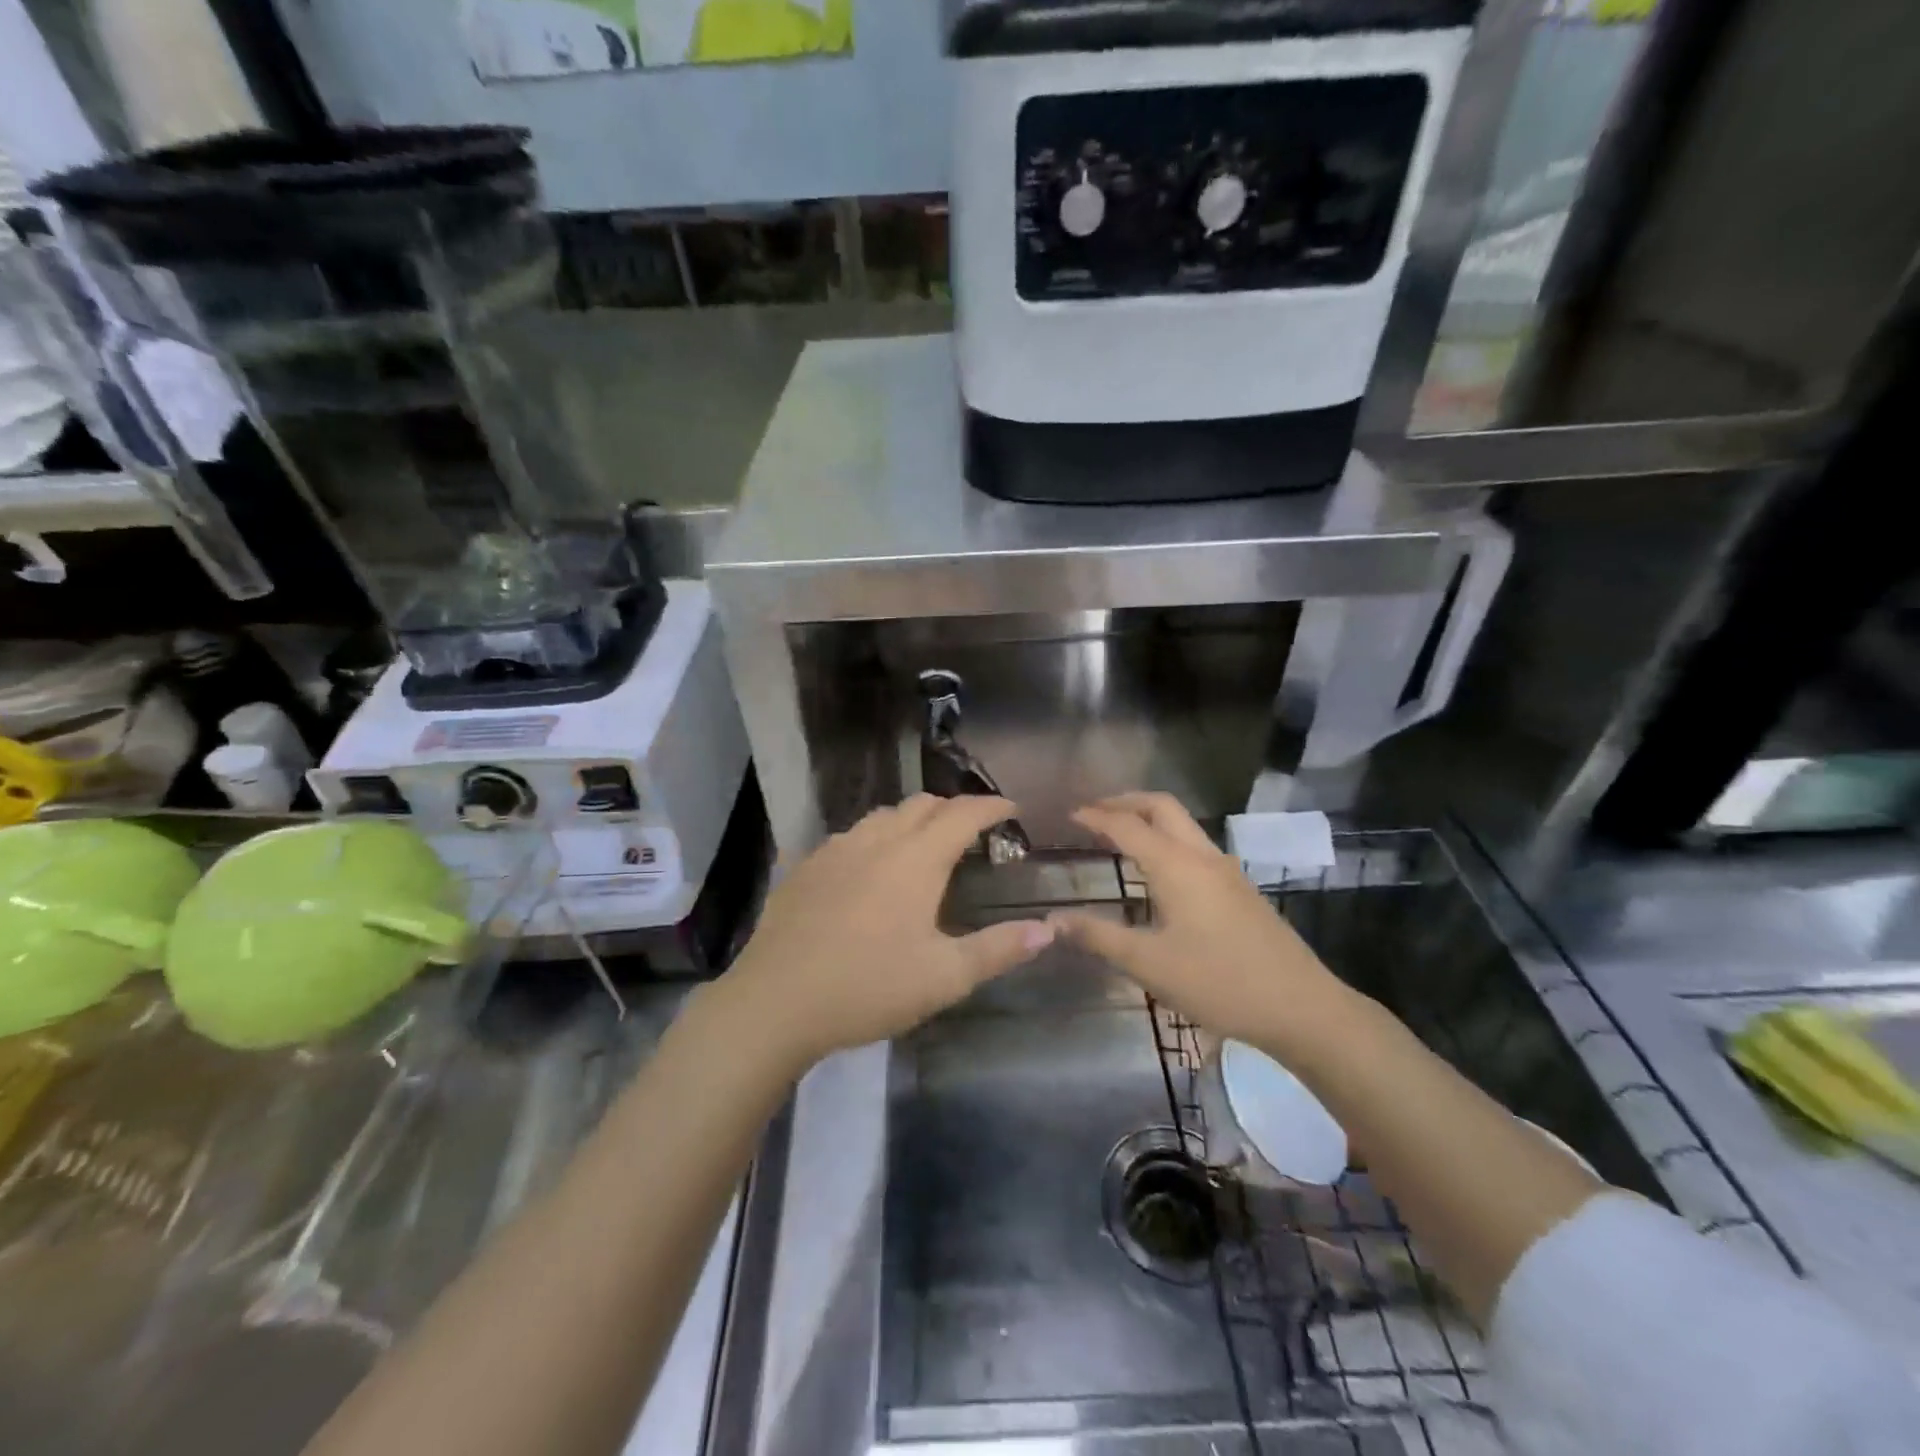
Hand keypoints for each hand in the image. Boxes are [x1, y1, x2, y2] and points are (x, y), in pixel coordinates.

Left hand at [711, 795, 1053, 1073]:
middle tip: (972, 831)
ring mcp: (835, 850)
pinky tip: (868, 869)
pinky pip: (849, 836)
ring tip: (922, 846)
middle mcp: (876, 841)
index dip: (991, 807)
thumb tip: (1048, 929)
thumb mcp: (944, 977)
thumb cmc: (868, 986)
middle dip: (953, 809)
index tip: (1011, 810)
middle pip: (921, 805)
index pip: (962, 814)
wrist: (775, 1001)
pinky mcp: (805, 867)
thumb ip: (998, 950)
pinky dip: (873, 839)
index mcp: (915, 860)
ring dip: (911, 820)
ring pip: (882, 816)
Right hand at [1049, 793, 1349, 1051]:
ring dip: (1149, 819)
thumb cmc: (1219, 982)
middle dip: (1125, 802)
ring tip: (1119, 835)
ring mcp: (1226, 870)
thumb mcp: (1149, 964)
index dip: (1095, 816)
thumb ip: (1098, 937)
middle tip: (1093, 812)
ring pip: (1183, 824)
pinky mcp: (1239, 889)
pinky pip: (1195, 846)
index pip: (1127, 825)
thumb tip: (1051, 921)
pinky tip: (1157, 872)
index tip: (1068, 814)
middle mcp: (1202, 856)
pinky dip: (1167, 840)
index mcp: (1176, 866)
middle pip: (1161, 807)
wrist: (1301, 1007)